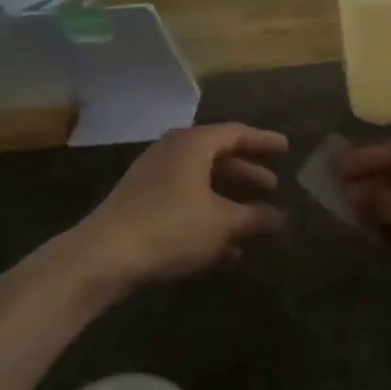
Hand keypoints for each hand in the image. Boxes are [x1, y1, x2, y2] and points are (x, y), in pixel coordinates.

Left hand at [69, 124, 287, 289]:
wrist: (103, 256)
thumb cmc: (171, 227)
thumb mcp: (222, 223)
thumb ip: (255, 217)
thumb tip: (282, 218)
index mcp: (193, 144)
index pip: (237, 133)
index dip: (264, 141)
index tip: (286, 149)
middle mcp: (172, 152)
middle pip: (219, 158)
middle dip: (247, 175)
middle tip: (273, 188)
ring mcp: (154, 178)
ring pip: (201, 184)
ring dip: (229, 203)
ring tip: (254, 223)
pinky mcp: (142, 204)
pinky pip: (184, 203)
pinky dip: (207, 218)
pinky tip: (225, 251)